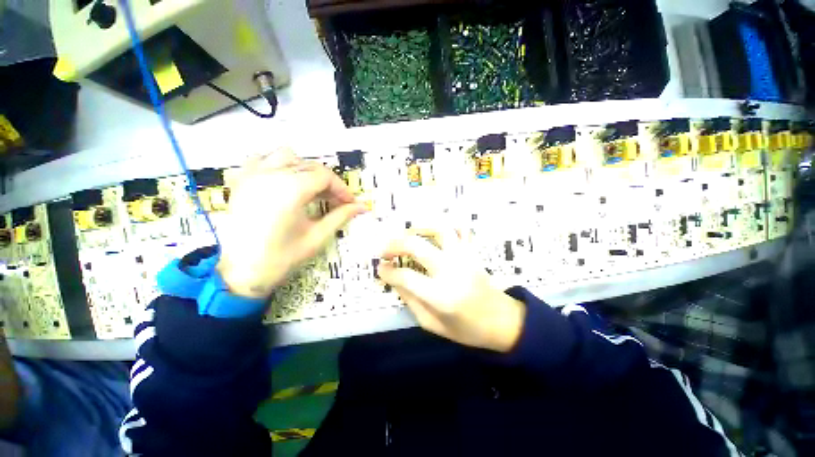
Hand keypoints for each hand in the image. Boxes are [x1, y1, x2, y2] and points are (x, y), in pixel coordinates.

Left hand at [216, 150, 366, 297]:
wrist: (241, 274)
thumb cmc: (282, 258)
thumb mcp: (317, 236)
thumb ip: (341, 216)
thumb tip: (362, 207)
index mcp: (291, 189)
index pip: (325, 176)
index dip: (341, 188)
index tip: (350, 203)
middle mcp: (271, 175)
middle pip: (309, 165)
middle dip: (327, 182)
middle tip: (336, 201)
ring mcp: (252, 175)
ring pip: (285, 155)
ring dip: (303, 169)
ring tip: (311, 189)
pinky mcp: (240, 182)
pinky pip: (260, 160)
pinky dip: (276, 165)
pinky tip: (283, 181)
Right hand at [377, 228, 525, 352]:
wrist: (502, 321)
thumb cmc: (466, 329)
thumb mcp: (432, 324)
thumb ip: (410, 300)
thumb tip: (394, 279)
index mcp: (440, 296)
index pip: (405, 277)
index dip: (387, 272)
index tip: (380, 268)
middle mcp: (451, 270)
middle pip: (417, 246)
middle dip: (395, 244)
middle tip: (385, 251)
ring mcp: (463, 257)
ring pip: (439, 229)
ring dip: (418, 228)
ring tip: (407, 235)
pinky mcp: (471, 251)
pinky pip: (460, 229)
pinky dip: (445, 227)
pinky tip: (434, 233)